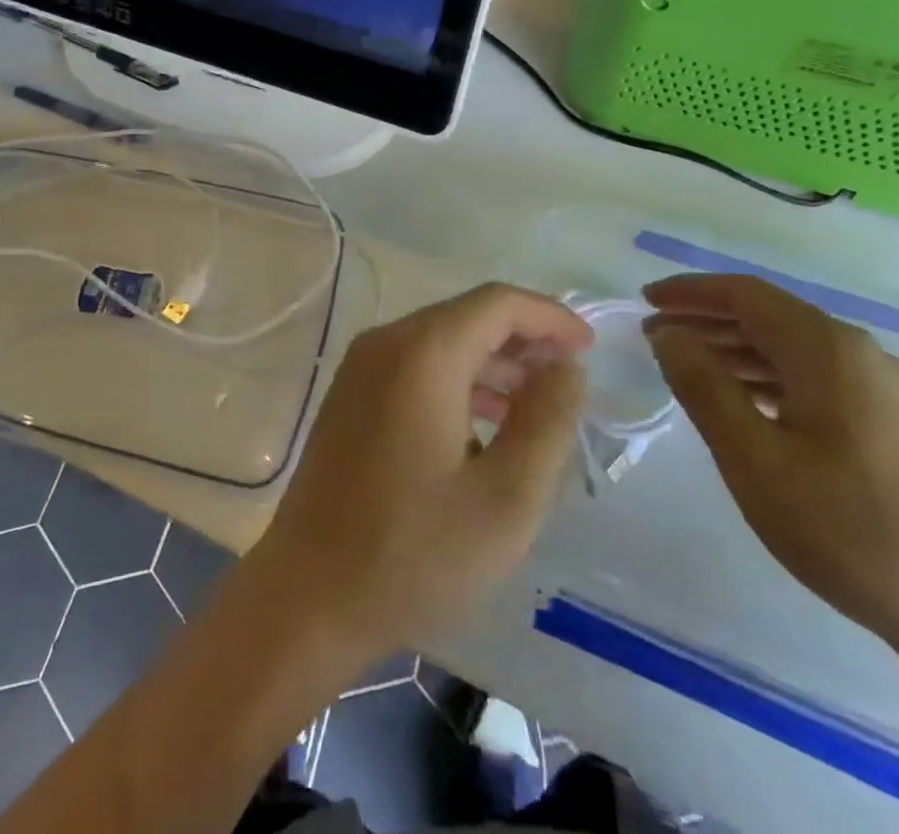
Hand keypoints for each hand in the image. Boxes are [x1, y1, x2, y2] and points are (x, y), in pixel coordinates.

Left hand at [247, 284, 589, 670]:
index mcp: (422, 353)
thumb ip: (545, 423)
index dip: (549, 317)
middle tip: (567, 381)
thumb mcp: (506, 499)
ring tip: (535, 407)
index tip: (589, 348)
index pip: (497, 303)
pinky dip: (456, 383)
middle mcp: (385, 343)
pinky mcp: (349, 398)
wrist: (309, 595)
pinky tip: (482, 429)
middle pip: (466, 317)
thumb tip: (566, 368)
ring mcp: (360, 369)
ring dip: (491, 364)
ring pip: (439, 343)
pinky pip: (413, 368)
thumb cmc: (414, 552)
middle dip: (523, 340)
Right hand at [642, 274, 898, 669]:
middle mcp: (858, 354)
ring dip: (732, 348)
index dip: (689, 292)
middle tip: (654, 336)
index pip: (745, 294)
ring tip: (684, 367)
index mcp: (828, 350)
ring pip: (789, 346)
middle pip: (768, 315)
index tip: (643, 301)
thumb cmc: (846, 529)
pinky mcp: (889, 420)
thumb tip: (668, 335)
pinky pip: (811, 375)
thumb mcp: (753, 458)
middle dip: (705, 318)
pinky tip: (740, 401)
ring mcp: (881, 388)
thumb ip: (703, 386)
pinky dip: (763, 374)